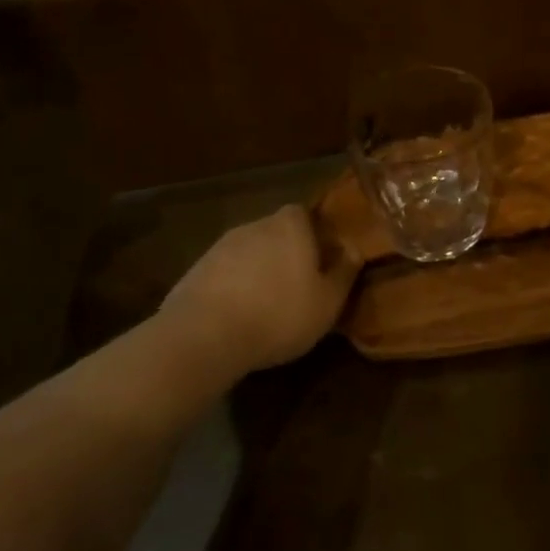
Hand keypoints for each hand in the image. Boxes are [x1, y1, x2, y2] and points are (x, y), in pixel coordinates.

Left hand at [158, 205, 359, 375]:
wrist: (204, 337)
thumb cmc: (279, 314)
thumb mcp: (328, 302)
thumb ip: (344, 272)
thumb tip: (355, 249)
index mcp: (290, 226)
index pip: (304, 213)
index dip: (314, 234)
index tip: (321, 259)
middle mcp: (255, 226)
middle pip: (276, 232)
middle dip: (286, 253)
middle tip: (297, 285)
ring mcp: (220, 247)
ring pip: (249, 253)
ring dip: (258, 271)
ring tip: (266, 305)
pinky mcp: (195, 270)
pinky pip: (224, 273)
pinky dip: (233, 287)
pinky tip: (237, 316)